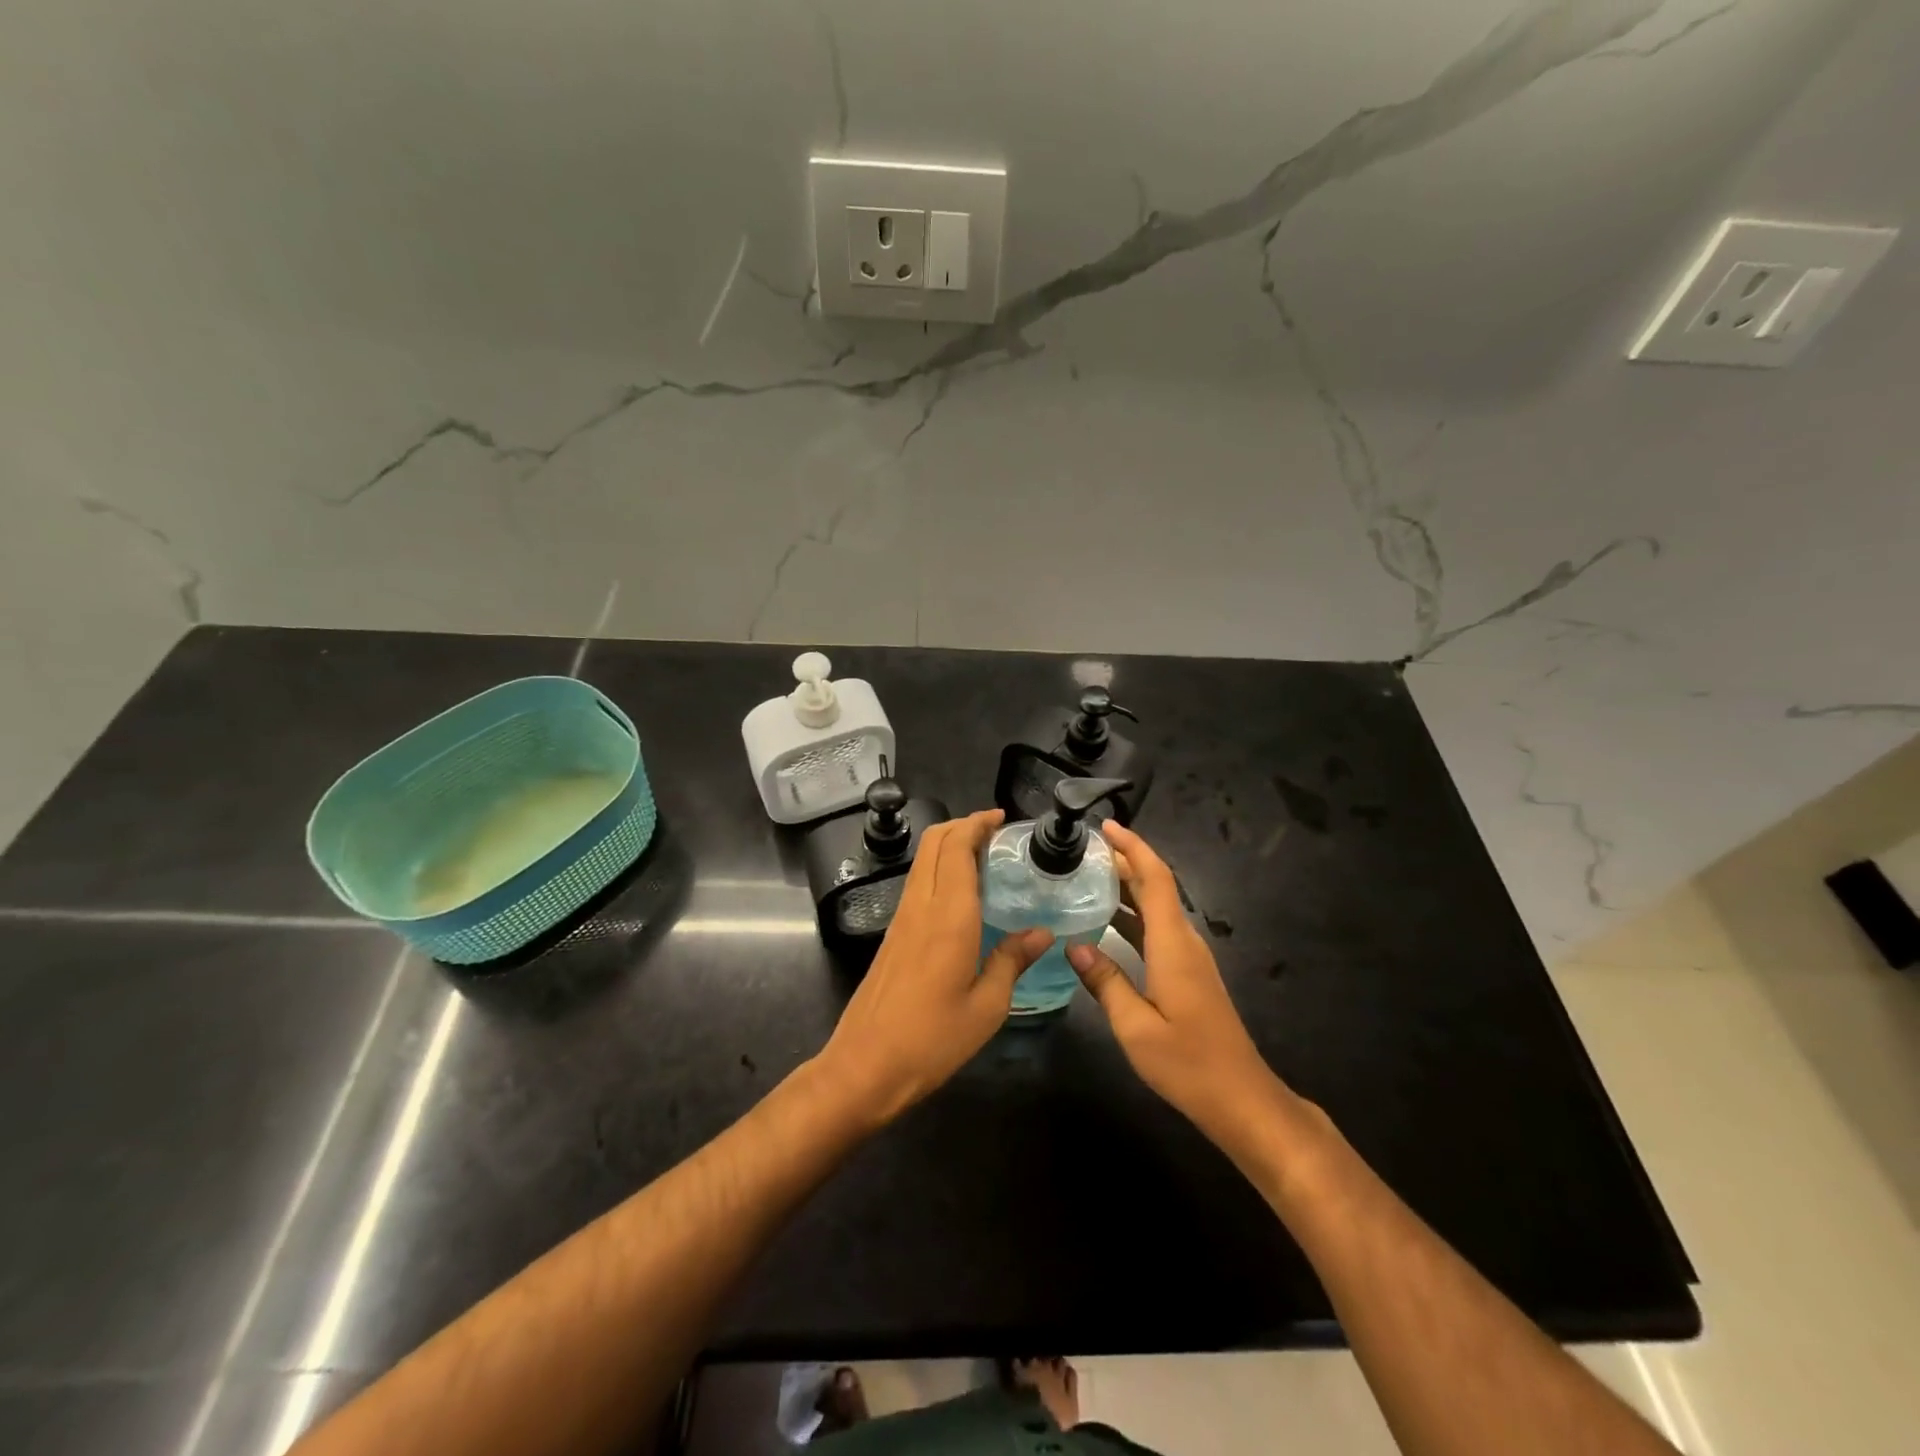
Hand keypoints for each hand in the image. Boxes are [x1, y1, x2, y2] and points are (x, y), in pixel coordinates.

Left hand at [815, 809, 1051, 1126]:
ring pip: (923, 861)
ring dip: (949, 846)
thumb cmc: (932, 1040)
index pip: (957, 848)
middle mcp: (921, 906)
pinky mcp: (892, 935)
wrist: (865, 1066)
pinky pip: (918, 883)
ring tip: (984, 856)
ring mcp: (902, 919)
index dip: (977, 824)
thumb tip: (1042, 933)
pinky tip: (962, 893)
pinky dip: (940, 869)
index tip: (1001, 818)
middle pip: (934, 843)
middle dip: (962, 825)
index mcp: (949, 917)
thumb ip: (1012, 961)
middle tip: (995, 833)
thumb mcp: (987, 1007)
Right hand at [1067, 821, 1288, 1153]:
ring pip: (1157, 908)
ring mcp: (1189, 958)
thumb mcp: (1135, 1027)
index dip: (1133, 847)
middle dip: (1123, 862)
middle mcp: (1184, 942)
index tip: (1105, 827)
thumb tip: (1072, 945)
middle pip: (1156, 887)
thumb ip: (1105, 982)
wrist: (1241, 1098)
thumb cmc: (1188, 1063)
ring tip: (1087, 877)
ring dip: (1127, 888)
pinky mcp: (1188, 974)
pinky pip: (1157, 928)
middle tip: (1082, 851)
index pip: (1156, 879)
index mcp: (1173, 945)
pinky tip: (1107, 923)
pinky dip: (1132, 915)